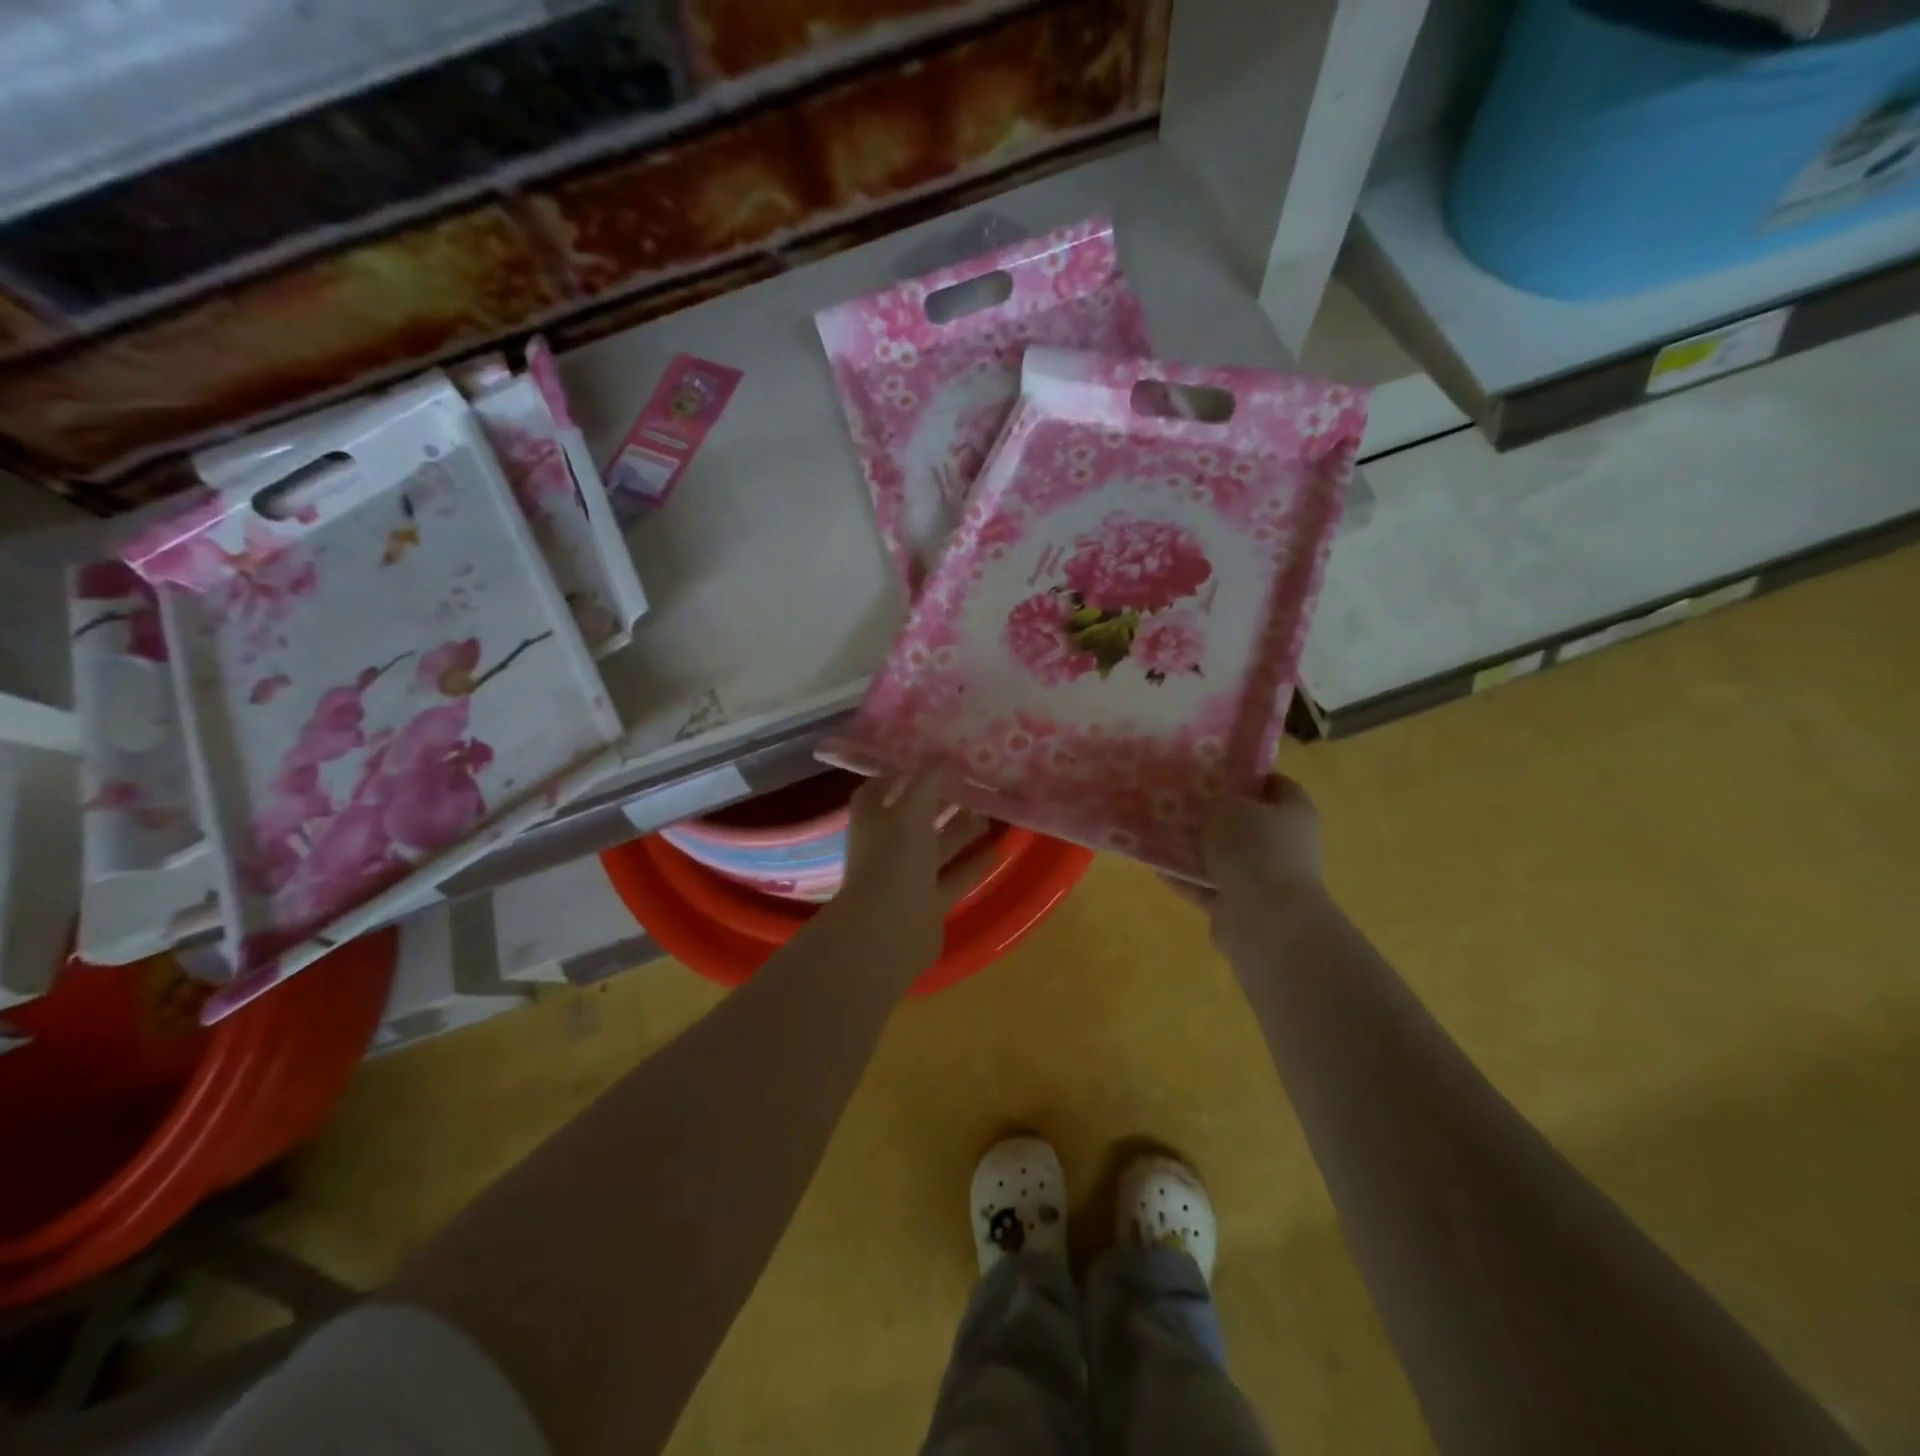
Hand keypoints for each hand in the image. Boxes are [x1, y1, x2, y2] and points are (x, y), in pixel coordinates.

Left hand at [829, 771, 995, 974]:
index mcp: (872, 819)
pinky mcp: (929, 902)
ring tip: (992, 810)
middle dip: (941, 800)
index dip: (902, 772)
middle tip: (974, 780)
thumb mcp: (911, 812)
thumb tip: (944, 754)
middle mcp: (887, 845)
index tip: (931, 757)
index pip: (880, 787)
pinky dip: (974, 864)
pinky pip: (955, 877)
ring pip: (938, 847)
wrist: (889, 932)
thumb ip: (928, 782)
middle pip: (915, 816)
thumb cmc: (894, 861)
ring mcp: (908, 876)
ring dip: (962, 830)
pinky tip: (999, 849)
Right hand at [1166, 774, 1325, 941]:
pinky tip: (1154, 863)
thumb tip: (1211, 803)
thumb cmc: (1255, 849)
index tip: (1209, 768)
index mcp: (1294, 813)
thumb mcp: (1230, 806)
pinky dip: (1183, 877)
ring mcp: (1261, 878)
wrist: (1265, 920)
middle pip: (1245, 822)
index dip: (1244, 773)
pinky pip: (1205, 885)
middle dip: (1213, 813)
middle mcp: (1283, 845)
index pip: (1273, 783)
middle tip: (1177, 797)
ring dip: (1194, 847)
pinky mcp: (1238, 906)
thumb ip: (1217, 799)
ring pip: (1222, 856)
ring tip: (1158, 829)